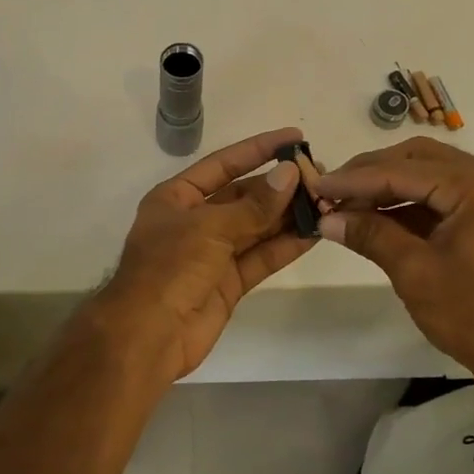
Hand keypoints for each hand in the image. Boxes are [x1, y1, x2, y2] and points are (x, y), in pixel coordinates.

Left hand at [94, 127, 315, 385]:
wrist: (148, 335)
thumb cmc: (169, 267)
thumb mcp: (209, 228)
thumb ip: (254, 205)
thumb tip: (290, 174)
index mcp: (176, 198)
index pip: (223, 164)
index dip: (258, 149)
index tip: (294, 137)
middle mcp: (195, 221)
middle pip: (243, 196)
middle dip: (279, 186)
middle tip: (320, 176)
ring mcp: (212, 253)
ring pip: (256, 227)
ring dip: (287, 216)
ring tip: (326, 201)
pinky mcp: (228, 283)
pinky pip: (260, 257)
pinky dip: (285, 246)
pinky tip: (314, 232)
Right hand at [315, 137, 473, 381]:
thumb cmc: (472, 313)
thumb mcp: (415, 272)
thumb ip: (371, 234)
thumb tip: (326, 218)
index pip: (405, 171)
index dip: (356, 179)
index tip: (317, 185)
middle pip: (421, 159)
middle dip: (373, 173)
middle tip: (333, 189)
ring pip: (434, 172)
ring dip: (392, 185)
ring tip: (350, 202)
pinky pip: (449, 192)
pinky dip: (415, 201)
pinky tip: (380, 212)